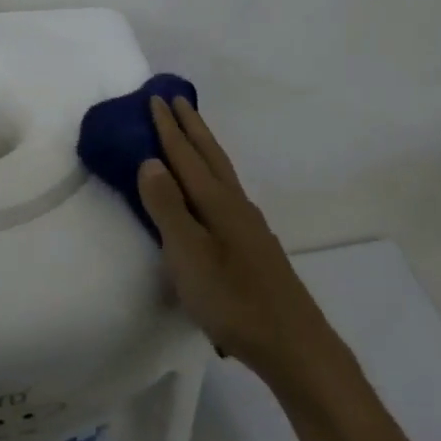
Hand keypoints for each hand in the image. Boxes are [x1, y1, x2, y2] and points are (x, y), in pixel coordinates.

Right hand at [137, 95, 340, 385]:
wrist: (290, 341)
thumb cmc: (231, 299)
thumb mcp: (188, 254)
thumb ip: (167, 207)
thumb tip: (150, 161)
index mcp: (217, 202)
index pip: (186, 156)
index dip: (169, 129)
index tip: (155, 99)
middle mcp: (236, 204)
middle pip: (211, 156)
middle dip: (192, 128)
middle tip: (176, 101)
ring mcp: (249, 225)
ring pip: (222, 174)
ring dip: (205, 149)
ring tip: (192, 136)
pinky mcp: (254, 245)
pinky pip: (227, 193)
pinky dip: (213, 177)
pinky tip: (212, 194)